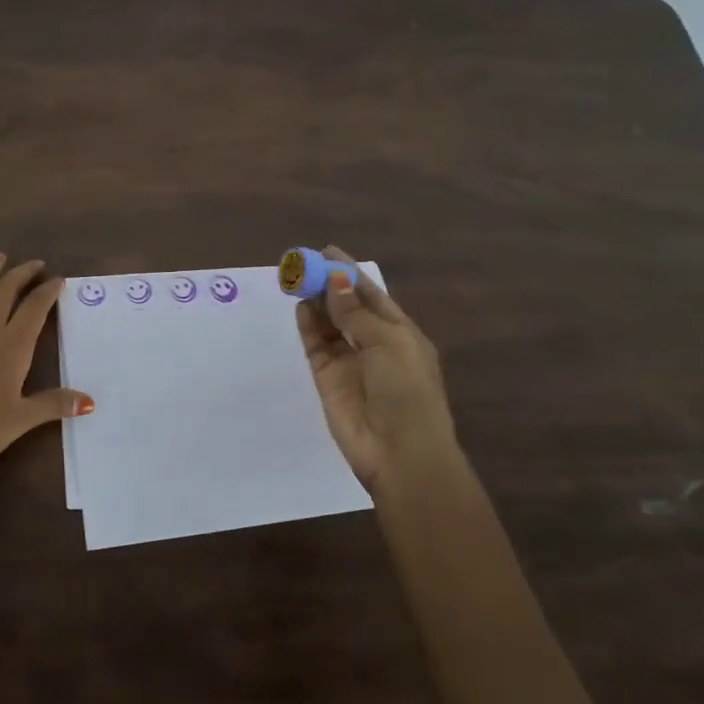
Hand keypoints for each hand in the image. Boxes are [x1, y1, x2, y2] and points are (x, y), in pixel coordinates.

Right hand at [295, 245, 461, 492]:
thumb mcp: (388, 344)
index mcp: (401, 334)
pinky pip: (316, 344)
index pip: (372, 295)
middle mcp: (375, 344)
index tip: (328, 251)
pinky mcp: (328, 378)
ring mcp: (350, 361)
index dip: (350, 273)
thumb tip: (336, 280)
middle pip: (347, 306)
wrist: (399, 453)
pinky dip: (308, 325)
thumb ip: (356, 313)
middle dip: (329, 284)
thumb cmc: (407, 392)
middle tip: (304, 262)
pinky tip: (299, 306)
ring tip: (296, 278)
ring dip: (316, 301)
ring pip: (329, 323)